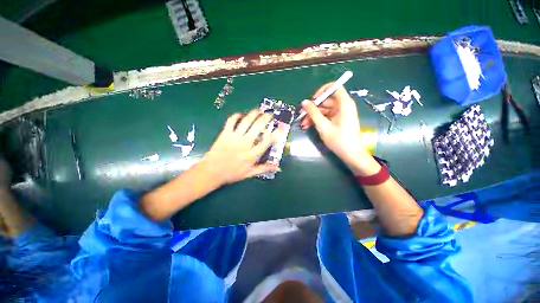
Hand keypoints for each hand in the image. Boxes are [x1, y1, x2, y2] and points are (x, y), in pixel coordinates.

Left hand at [201, 110, 280, 185]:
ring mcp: (234, 137)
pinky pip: (231, 121)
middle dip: (266, 119)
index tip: (280, 128)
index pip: (266, 142)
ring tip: (259, 111)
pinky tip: (241, 114)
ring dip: (254, 114)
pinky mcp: (225, 133)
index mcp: (251, 155)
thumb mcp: (249, 174)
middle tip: (270, 115)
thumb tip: (278, 168)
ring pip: (246, 121)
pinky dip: (236, 116)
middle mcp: (245, 143)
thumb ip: (264, 169)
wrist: (211, 171)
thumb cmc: (232, 173)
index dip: (275, 134)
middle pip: (258, 127)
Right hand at [300, 83, 377, 174]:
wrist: (351, 154)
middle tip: (302, 116)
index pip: (335, 87)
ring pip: (324, 109)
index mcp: (344, 104)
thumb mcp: (323, 126)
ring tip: (304, 125)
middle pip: (326, 100)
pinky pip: (326, 116)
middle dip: (313, 109)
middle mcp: (343, 106)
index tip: (313, 100)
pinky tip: (309, 126)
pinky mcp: (338, 120)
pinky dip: (318, 120)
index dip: (322, 91)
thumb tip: (304, 102)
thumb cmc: (339, 140)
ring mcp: (341, 113)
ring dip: (313, 116)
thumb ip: (313, 113)